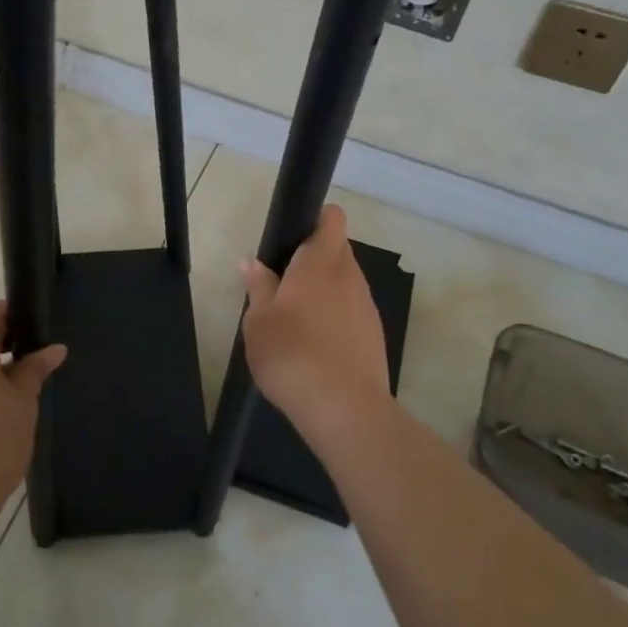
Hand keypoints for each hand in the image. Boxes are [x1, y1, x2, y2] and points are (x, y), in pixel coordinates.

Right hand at [240, 205, 388, 437]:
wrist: (342, 408)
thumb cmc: (290, 352)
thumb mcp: (258, 319)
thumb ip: (259, 286)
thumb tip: (252, 263)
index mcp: (321, 261)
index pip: (331, 218)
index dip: (314, 219)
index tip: (292, 237)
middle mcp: (350, 275)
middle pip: (336, 251)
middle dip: (313, 261)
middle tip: (282, 286)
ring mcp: (367, 306)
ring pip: (345, 283)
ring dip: (325, 292)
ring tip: (296, 322)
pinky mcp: (375, 336)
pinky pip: (352, 313)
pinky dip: (336, 320)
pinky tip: (316, 348)